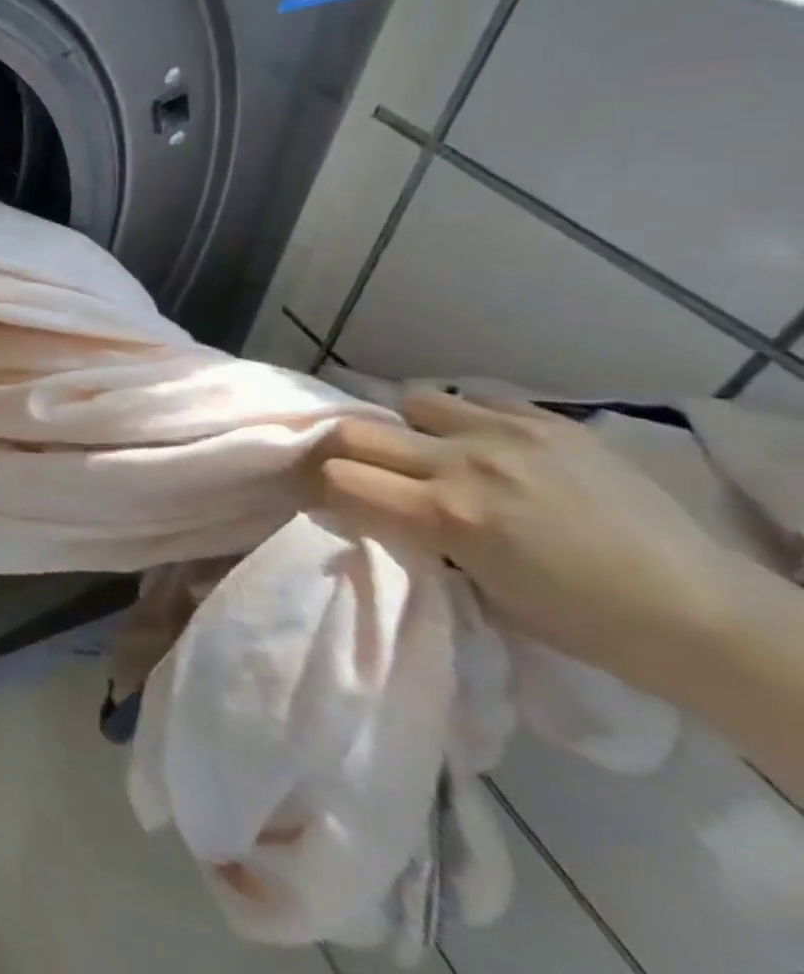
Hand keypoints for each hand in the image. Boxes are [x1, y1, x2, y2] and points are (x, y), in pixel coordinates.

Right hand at [314, 392, 730, 693]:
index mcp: (449, 515)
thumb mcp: (477, 586)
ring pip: (412, 401)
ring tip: (432, 453)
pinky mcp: (549, 422)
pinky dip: (464, 419)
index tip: (327, 499)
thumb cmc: (581, 622)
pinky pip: (475, 399)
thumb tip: (367, 504)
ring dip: (409, 429)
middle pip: (355, 430)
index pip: (339, 479)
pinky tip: (485, 445)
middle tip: (356, 470)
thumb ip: (416, 533)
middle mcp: (466, 463)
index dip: (321, 488)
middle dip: (342, 451)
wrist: (701, 614)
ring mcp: (509, 434)